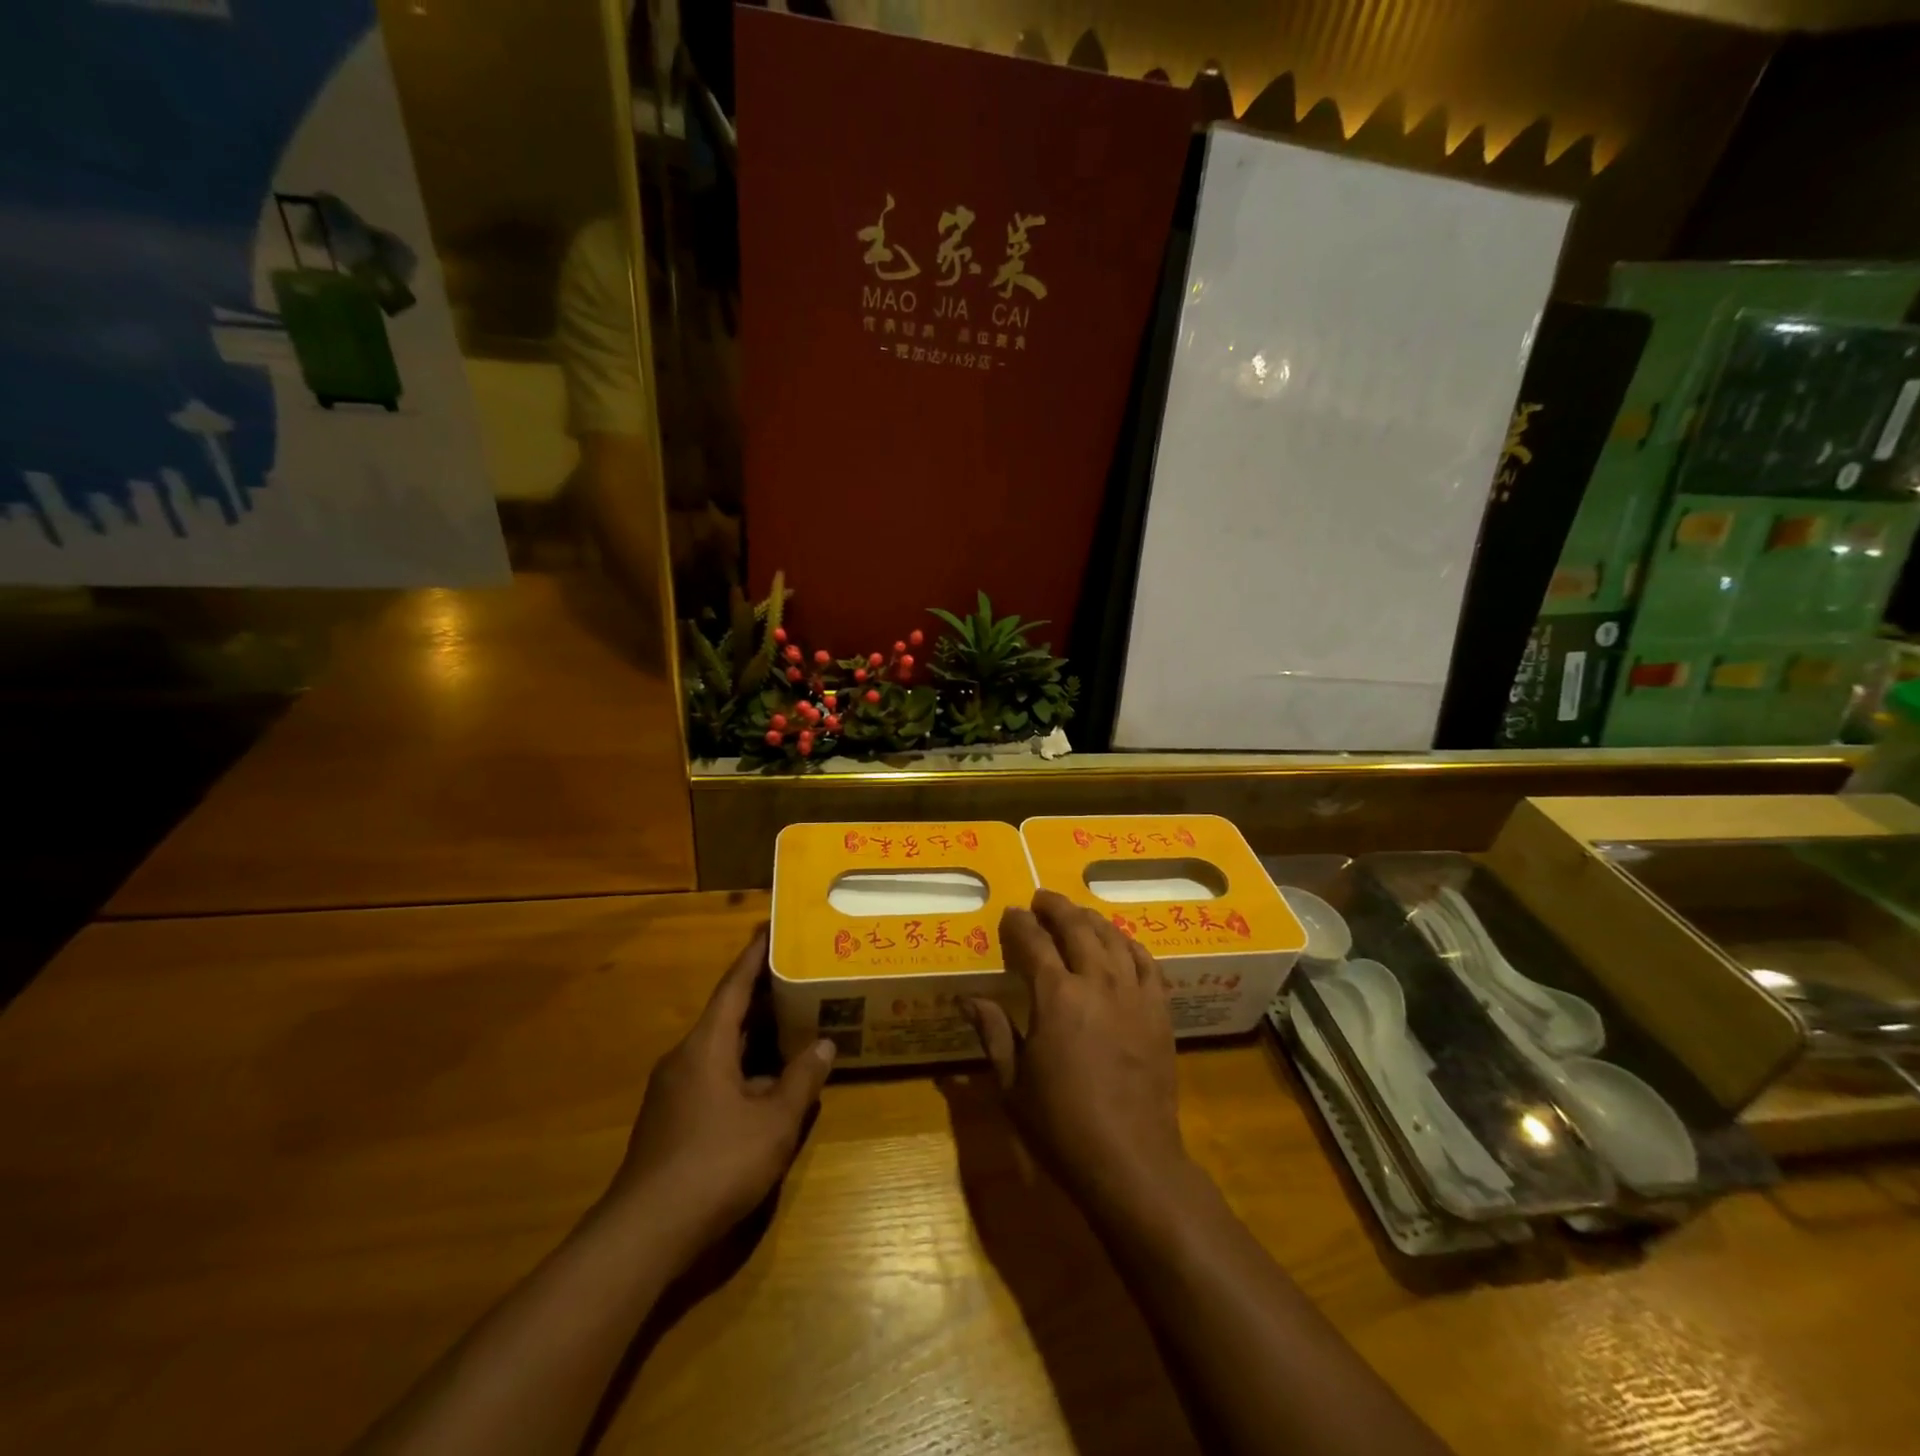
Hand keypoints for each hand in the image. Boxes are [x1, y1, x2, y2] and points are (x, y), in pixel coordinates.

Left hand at [606, 927, 834, 1262]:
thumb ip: (802, 1080)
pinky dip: (744, 1068)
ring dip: (756, 1037)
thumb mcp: (773, 1123)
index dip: (756, 956)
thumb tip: (824, 1045)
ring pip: (722, 1049)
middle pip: (728, 1015)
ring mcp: (674, 1091)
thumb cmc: (715, 1164)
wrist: (644, 1234)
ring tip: (794, 1024)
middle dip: (763, 996)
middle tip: (799, 975)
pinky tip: (769, 1084)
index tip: (771, 928)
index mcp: (706, 1045)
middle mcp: (685, 1058)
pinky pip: (714, 1076)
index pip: (734, 986)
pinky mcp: (671, 1120)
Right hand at [962, 890, 1192, 1217]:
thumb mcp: (1012, 1083)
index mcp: (1056, 996)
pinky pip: (1146, 962)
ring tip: (1077, 914)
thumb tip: (967, 998)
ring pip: (1112, 938)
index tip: (1010, 913)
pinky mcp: (1159, 1011)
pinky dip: (1129, 944)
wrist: (1130, 1160)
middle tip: (1041, 900)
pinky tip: (1120, 942)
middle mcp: (1096, 982)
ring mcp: (1133, 994)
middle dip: (1056, 908)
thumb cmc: (1061, 1126)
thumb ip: (993, 1032)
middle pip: (1076, 928)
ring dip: (1091, 920)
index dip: (1019, 924)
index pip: (1033, 942)